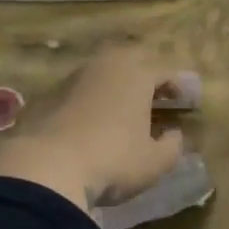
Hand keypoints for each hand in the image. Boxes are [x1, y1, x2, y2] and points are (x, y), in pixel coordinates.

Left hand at [0, 46, 186, 211]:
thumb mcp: (154, 162)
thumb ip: (172, 146)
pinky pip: (78, 90)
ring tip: (123, 107)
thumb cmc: (112, 160)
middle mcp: (105, 66)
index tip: (185, 99)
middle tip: (155, 95)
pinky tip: (90, 122)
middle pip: (132, 59)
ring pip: (102, 72)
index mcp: (137, 74)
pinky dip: (90, 99)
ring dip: (116, 84)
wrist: (44, 169)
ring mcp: (72, 79)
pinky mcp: (47, 96)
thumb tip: (174, 134)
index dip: (178, 84)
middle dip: (146, 74)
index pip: (165, 70)